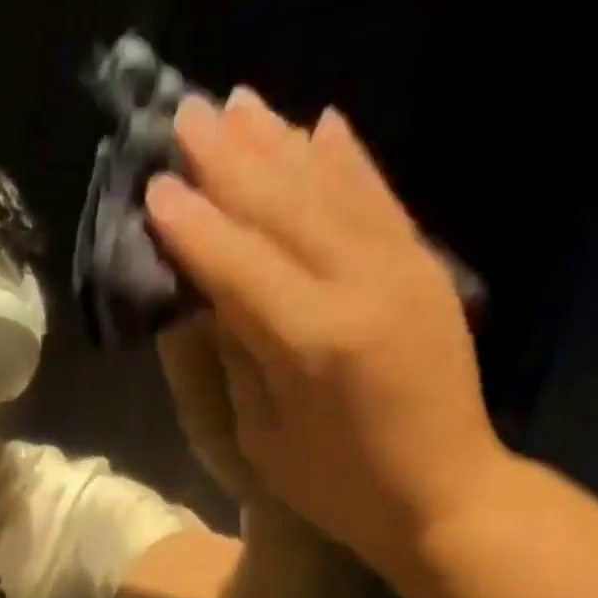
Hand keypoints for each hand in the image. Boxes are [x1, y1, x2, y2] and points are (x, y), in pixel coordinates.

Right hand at [145, 87, 509, 572]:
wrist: (442, 492)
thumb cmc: (336, 487)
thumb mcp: (264, 440)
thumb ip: (239, 359)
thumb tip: (211, 296)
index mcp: (311, 343)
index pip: (239, 265)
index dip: (193, 226)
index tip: (154, 187)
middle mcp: (359, 287)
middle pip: (283, 207)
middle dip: (229, 160)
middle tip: (186, 117)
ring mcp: (401, 268)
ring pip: (330, 187)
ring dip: (280, 142)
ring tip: (238, 105)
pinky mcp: (424, 267)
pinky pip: (380, 197)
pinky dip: (348, 158)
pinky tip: (321, 125)